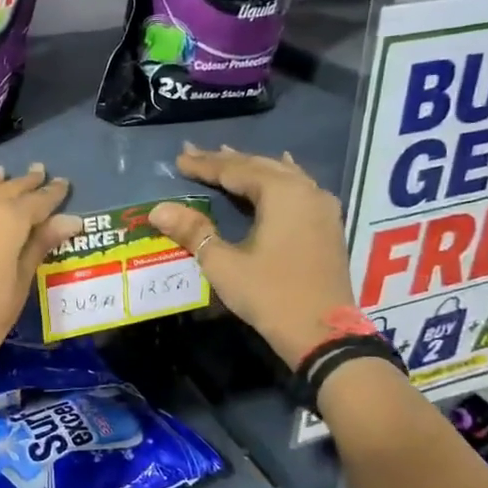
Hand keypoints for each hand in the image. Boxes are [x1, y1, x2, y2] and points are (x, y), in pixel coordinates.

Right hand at [150, 144, 355, 369]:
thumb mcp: (224, 264)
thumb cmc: (270, 295)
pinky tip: (279, 174)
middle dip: (227, 161)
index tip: (179, 159)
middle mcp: (306, 190)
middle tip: (196, 154)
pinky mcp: (328, 225)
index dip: (205, 165)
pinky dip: (278, 179)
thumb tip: (158, 209)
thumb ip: (193, 231)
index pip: (235, 170)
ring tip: (229, 158)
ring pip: (282, 175)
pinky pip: (299, 188)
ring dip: (253, 168)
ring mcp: (322, 207)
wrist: (323, 333)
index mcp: (281, 193)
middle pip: (260, 166)